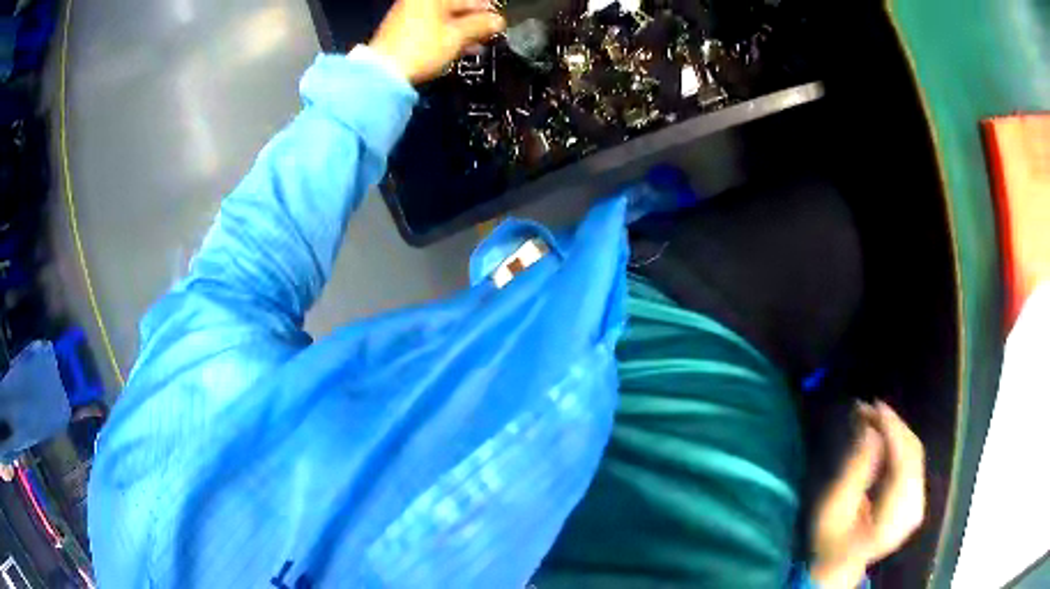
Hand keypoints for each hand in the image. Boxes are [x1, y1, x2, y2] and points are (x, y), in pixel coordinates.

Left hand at [369, 0, 505, 84]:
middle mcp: (418, 1)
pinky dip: (447, 35)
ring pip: (444, 18)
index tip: (498, 21)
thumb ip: (481, 25)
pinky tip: (459, 47)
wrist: (384, 73)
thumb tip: (498, 21)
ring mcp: (408, 14)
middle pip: (454, 6)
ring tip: (477, 43)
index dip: (486, 9)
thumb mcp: (458, 35)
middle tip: (490, 32)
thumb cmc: (422, 48)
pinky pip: (432, 27)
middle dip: (474, 20)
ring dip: (462, 29)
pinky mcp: (402, 30)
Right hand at [810, 401, 925, 588]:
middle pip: (913, 456)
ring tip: (874, 417)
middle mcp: (913, 512)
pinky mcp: (917, 499)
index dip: (894, 431)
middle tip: (870, 408)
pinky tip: (885, 435)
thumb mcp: (833, 509)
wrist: (840, 566)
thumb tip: (871, 430)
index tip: (876, 406)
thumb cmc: (830, 541)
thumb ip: (855, 471)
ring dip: (897, 432)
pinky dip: (900, 444)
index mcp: (892, 522)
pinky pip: (913, 462)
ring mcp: (918, 505)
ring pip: (916, 455)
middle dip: (894, 426)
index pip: (904, 465)